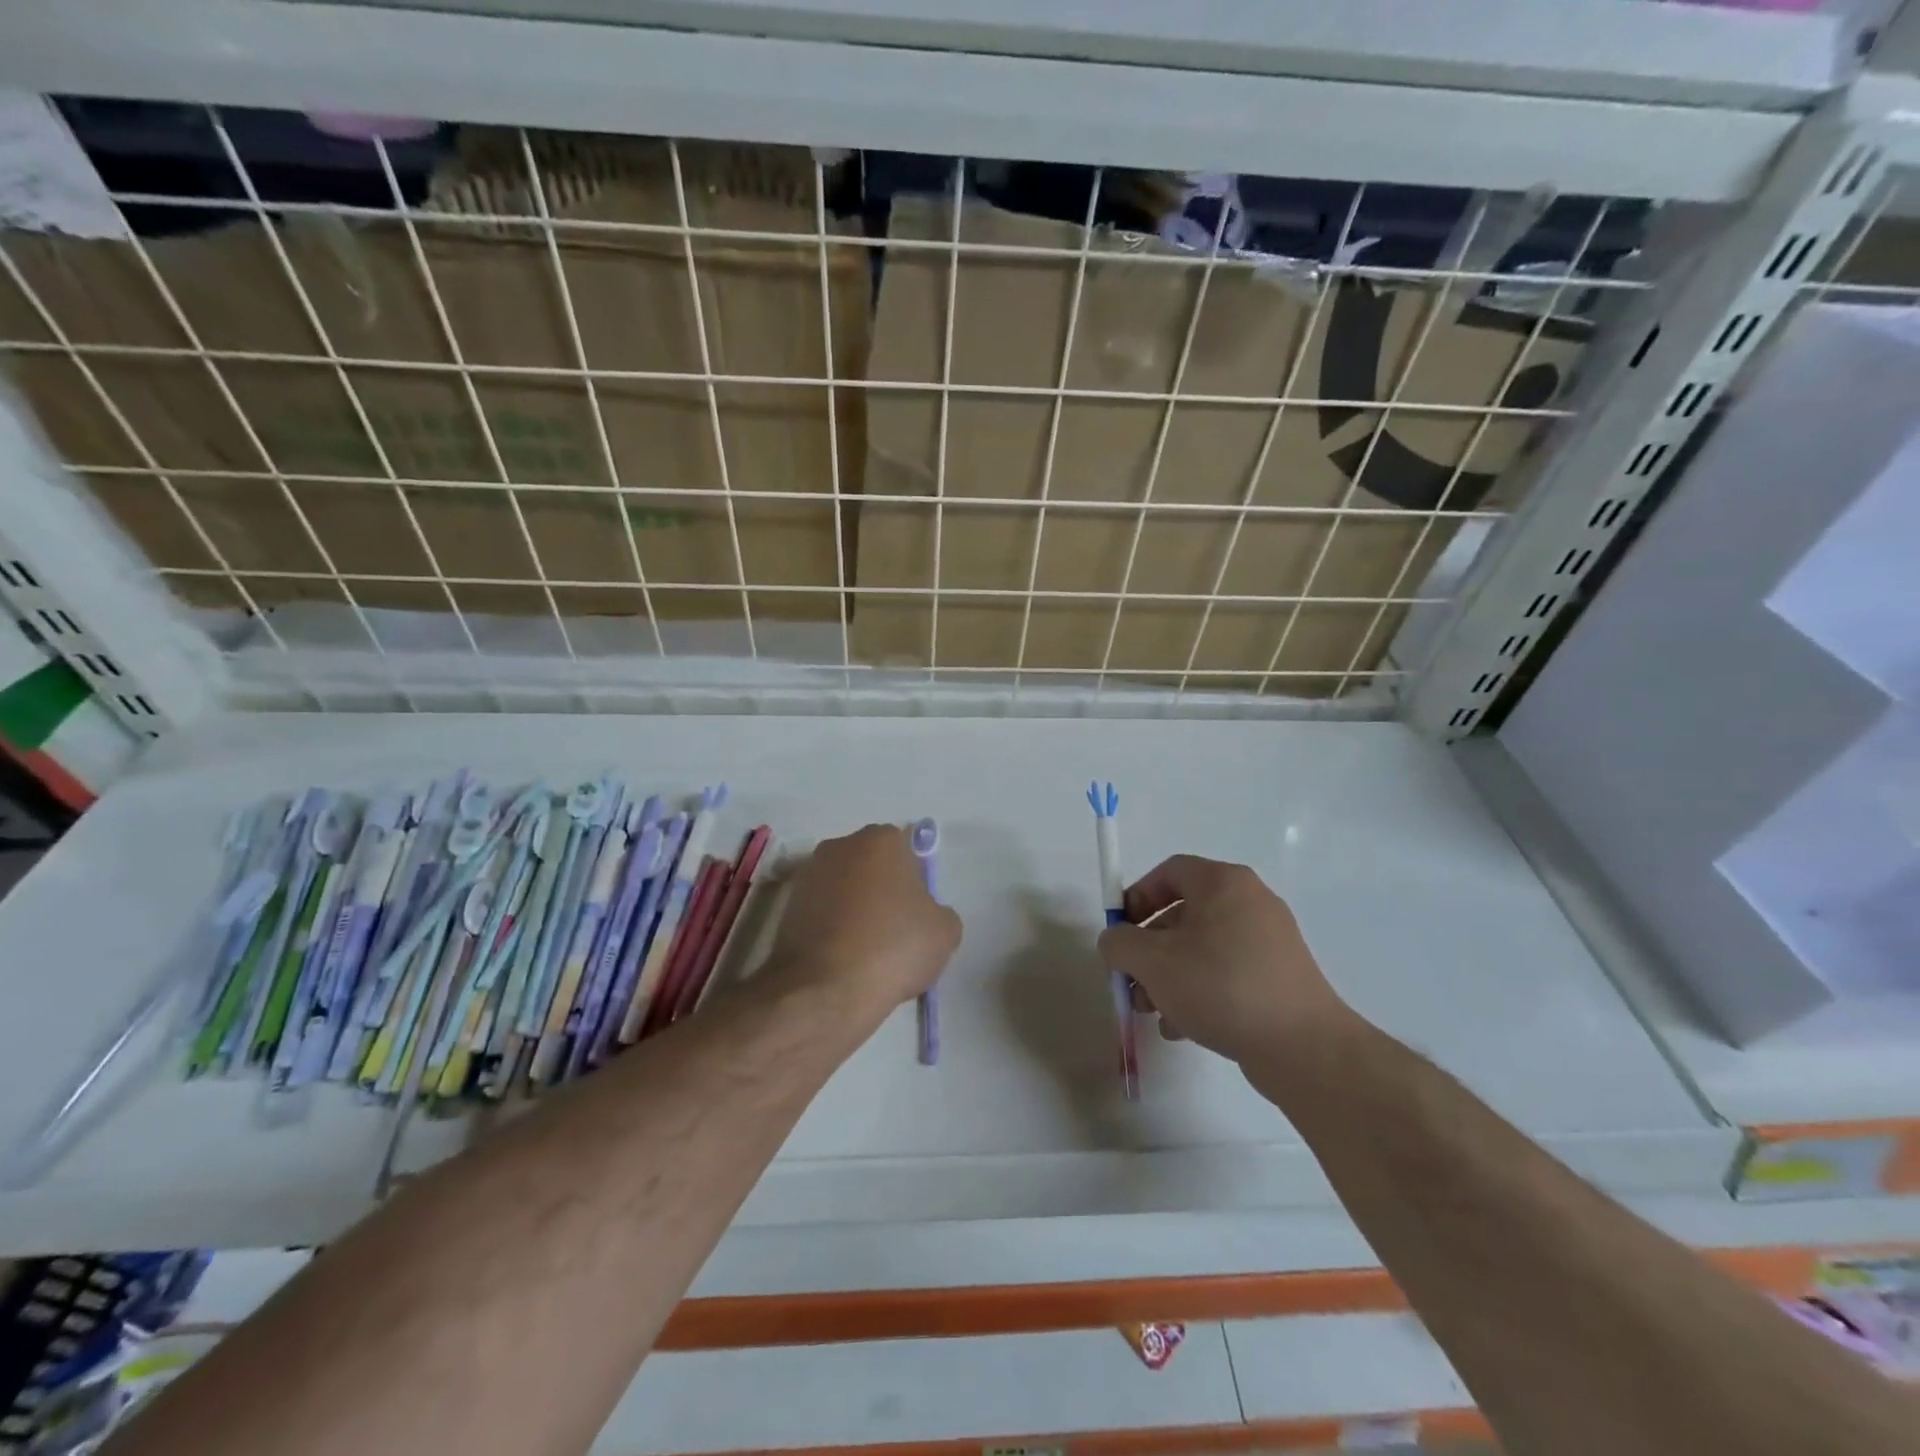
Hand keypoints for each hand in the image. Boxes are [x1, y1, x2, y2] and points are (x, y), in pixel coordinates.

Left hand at [768, 825, 961, 1014]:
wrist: (826, 990)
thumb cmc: (894, 947)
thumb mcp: (945, 931)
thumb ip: (939, 911)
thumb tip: (924, 916)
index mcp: (880, 839)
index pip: (906, 851)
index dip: (914, 883)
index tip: (917, 914)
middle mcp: (839, 846)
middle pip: (871, 867)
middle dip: (882, 891)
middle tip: (896, 932)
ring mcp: (807, 875)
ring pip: (844, 890)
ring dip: (855, 911)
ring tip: (868, 953)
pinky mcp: (786, 908)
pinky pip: (822, 914)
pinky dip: (832, 930)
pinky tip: (843, 961)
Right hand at [1097, 855, 1351, 1066]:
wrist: (1303, 1047)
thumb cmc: (1221, 987)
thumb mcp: (1153, 962)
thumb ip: (1119, 943)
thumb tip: (1116, 941)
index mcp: (1224, 883)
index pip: (1169, 872)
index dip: (1136, 896)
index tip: (1120, 931)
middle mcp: (1250, 902)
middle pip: (1182, 914)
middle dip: (1148, 949)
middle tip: (1131, 980)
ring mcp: (1269, 941)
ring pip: (1201, 948)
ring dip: (1168, 976)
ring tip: (1153, 1013)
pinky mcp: (1279, 976)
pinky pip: (1225, 972)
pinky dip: (1199, 992)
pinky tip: (1182, 1027)